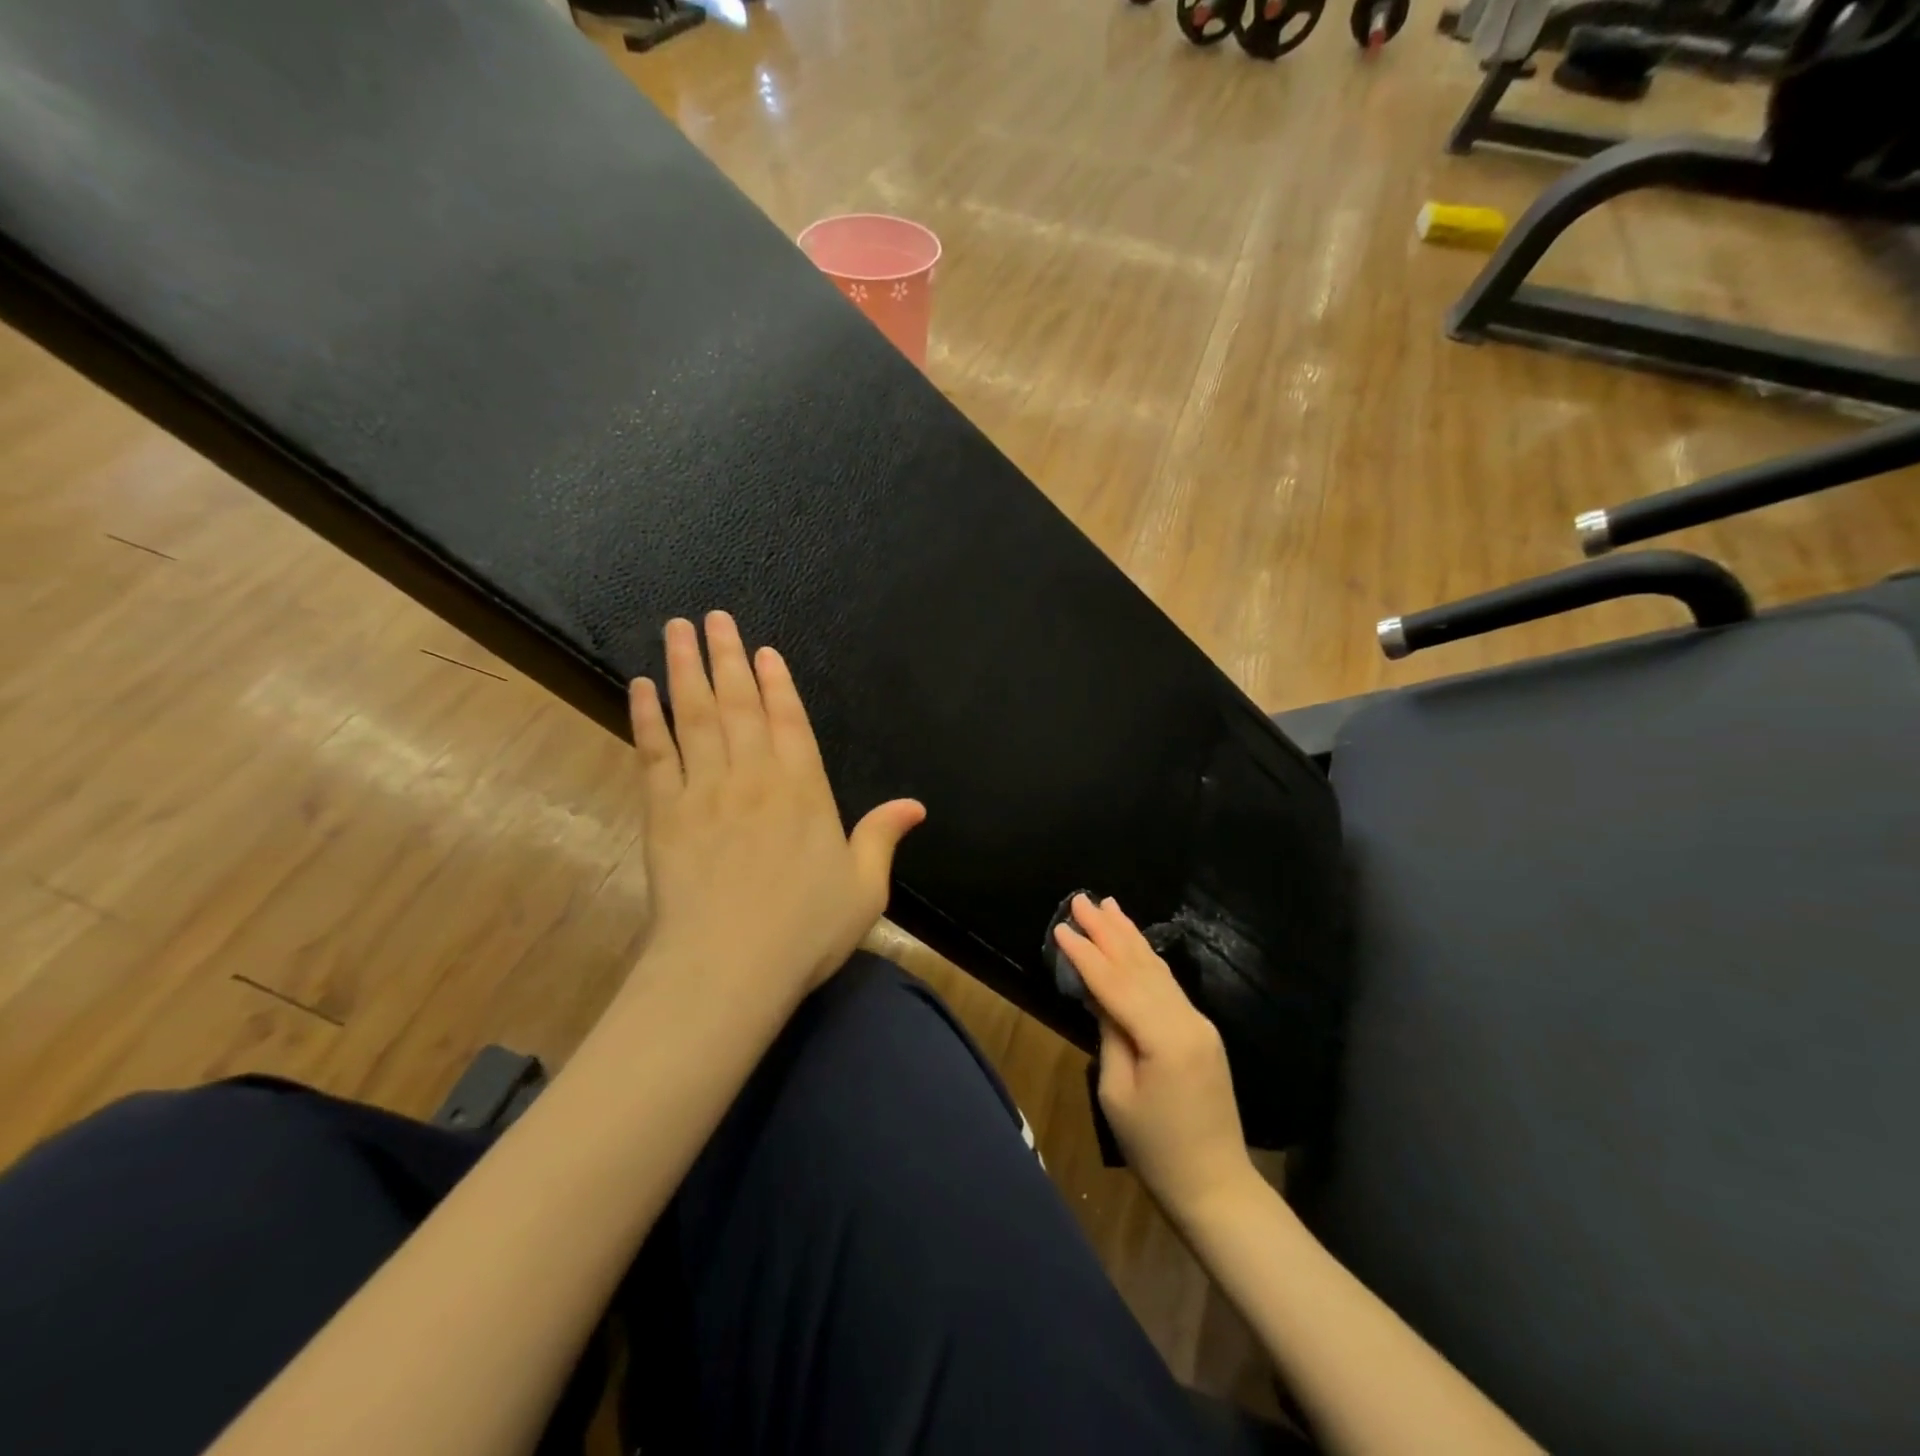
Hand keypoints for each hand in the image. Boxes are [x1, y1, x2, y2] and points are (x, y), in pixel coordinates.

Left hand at [629, 612, 924, 1003]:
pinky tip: (639, 688)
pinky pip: (654, 753)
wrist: (728, 967)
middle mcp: (754, 775)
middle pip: (738, 703)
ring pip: (694, 715)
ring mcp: (704, 790)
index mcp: (803, 788)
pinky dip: (645, 717)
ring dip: (685, 669)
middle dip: (726, 656)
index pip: (788, 720)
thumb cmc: (804, 930)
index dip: (775, 682)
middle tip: (713, 617)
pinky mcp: (664, 812)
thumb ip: (883, 837)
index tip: (762, 650)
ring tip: (676, 631)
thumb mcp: (864, 887)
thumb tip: (915, 805)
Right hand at [1052, 894, 1253, 1221]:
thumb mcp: (1118, 1094)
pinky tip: (1134, 943)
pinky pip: (1167, 985)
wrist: (1216, 1185)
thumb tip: (1099, 994)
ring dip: (1129, 936)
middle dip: (1108, 930)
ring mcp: (1199, 1023)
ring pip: (1157, 969)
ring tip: (1109, 905)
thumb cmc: (1156, 1149)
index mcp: (1164, 1036)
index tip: (1061, 926)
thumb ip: (1110, 1035)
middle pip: (1140, 965)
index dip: (1086, 954)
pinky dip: (1146, 959)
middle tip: (1082, 899)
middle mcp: (1186, 1019)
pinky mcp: (1200, 1031)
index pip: (1116, 983)